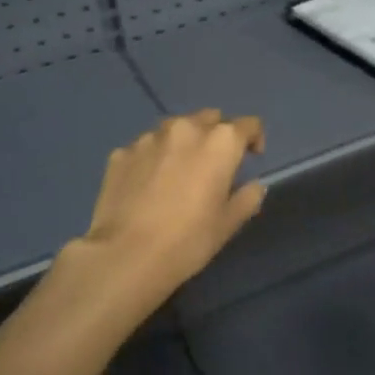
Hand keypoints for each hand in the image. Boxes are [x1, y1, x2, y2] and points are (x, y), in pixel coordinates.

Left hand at [77, 110, 266, 299]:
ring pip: (175, 129)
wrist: (126, 255)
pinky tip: (148, 185)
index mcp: (220, 142)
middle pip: (209, 118)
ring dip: (183, 143)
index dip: (254, 139)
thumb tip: (253, 186)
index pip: (248, 125)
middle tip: (214, 164)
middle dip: (216, 135)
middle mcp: (185, 129)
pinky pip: (145, 148)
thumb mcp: (229, 224)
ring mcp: (149, 138)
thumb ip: (248, 197)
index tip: (252, 157)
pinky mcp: (121, 153)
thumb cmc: (188, 239)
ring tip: (178, 172)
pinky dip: (153, 158)